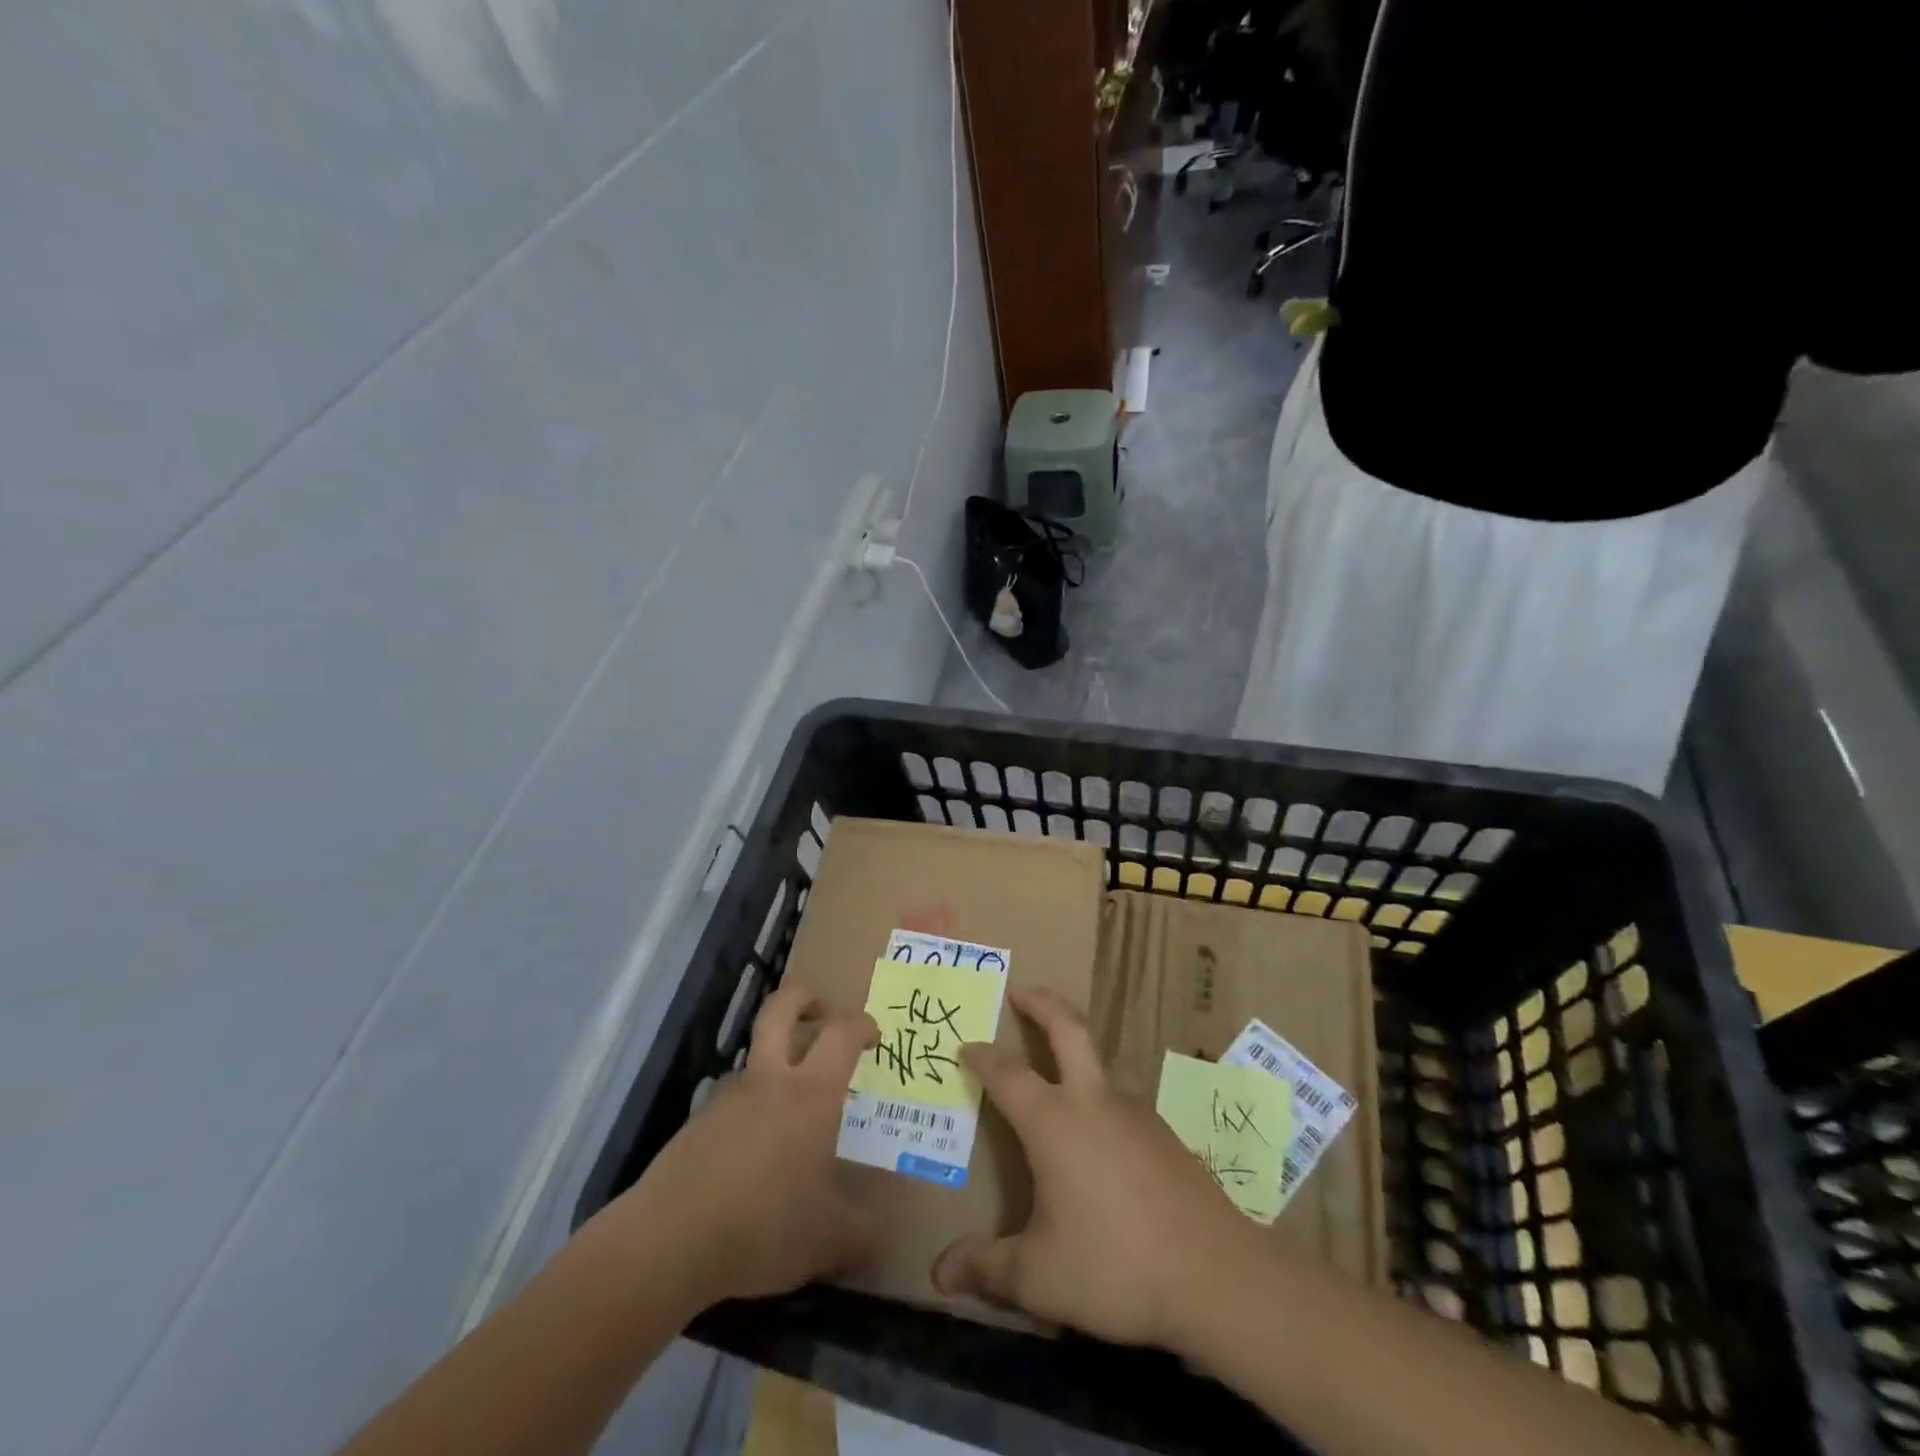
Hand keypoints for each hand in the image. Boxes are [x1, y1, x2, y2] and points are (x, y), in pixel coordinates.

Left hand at [592, 984, 880, 1307]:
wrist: (668, 1242)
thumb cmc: (763, 1225)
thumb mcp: (827, 1239)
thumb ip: (862, 1234)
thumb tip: (885, 1237)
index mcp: (811, 1093)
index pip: (841, 1034)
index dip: (861, 1025)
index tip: (873, 1036)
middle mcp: (769, 1080)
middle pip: (781, 1008)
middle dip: (803, 997)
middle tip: (820, 1008)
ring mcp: (727, 1097)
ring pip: (753, 1055)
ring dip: (772, 1059)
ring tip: (790, 1102)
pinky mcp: (696, 1123)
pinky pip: (731, 1098)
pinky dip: (748, 1106)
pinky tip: (753, 1150)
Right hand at [931, 987, 1263, 1350]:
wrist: (1217, 1276)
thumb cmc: (1115, 1266)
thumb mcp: (1039, 1277)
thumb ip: (986, 1269)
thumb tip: (939, 1274)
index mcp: (1054, 1122)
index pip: (1008, 1074)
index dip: (983, 1057)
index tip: (965, 1044)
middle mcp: (1094, 1103)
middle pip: (1068, 1029)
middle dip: (1042, 1003)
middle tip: (1021, 990)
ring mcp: (1136, 1114)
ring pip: (1100, 1066)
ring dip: (1075, 1054)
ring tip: (1057, 1080)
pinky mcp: (1166, 1136)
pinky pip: (1122, 1106)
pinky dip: (1101, 1104)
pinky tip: (1101, 1145)